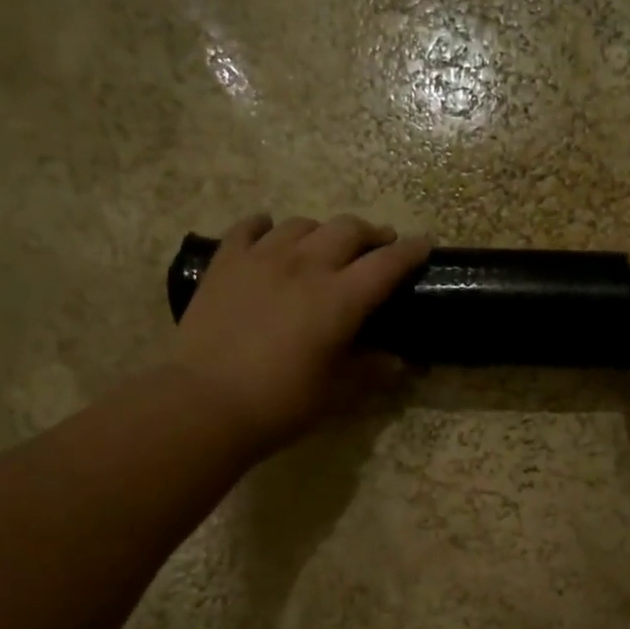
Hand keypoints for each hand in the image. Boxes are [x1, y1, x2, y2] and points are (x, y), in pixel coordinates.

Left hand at [172, 214, 429, 452]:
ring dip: (322, 231)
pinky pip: (249, 227)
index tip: (424, 244)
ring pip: (301, 224)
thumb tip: (397, 361)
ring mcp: (261, 258)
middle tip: (377, 245)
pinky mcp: (225, 262)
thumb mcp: (336, 394)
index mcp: (339, 299)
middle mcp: (305, 266)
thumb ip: (370, 372)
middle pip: (347, 230)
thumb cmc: (280, 404)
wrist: (206, 402)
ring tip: (324, 245)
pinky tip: (268, 232)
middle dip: (370, 233)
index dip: (409, 252)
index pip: (386, 264)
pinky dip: (265, 226)